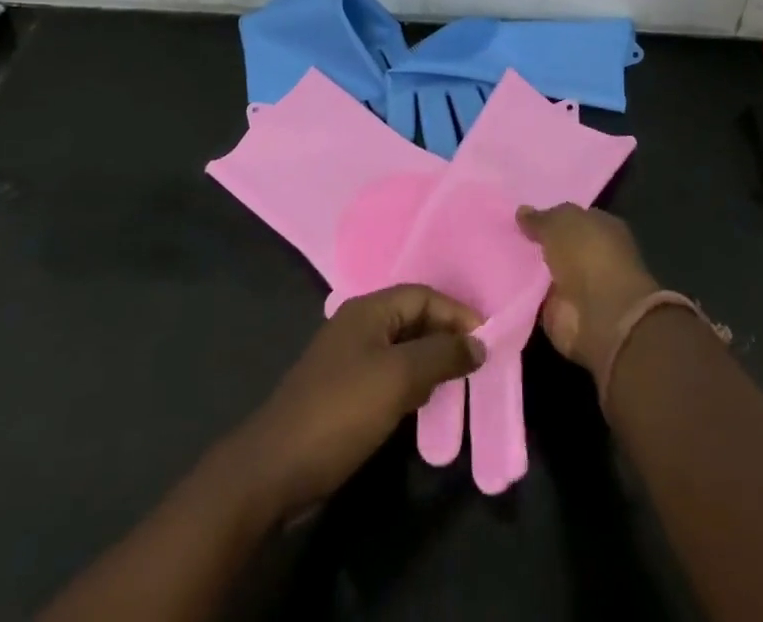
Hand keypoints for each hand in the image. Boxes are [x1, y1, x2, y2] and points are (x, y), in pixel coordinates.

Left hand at [235, 285, 484, 516]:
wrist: (275, 467)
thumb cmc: (341, 411)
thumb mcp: (397, 378)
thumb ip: (440, 355)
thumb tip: (478, 343)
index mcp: (367, 310)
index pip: (422, 295)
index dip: (456, 312)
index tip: (487, 338)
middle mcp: (357, 324)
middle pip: (411, 317)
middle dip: (445, 335)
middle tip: (478, 360)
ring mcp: (347, 357)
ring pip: (400, 346)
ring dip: (430, 359)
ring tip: (459, 381)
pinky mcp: (342, 390)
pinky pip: (387, 372)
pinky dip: (411, 380)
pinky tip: (425, 401)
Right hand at [517, 204, 661, 375]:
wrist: (600, 317)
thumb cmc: (588, 256)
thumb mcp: (560, 223)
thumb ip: (540, 218)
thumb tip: (522, 211)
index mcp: (602, 228)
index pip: (572, 217)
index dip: (549, 215)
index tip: (521, 214)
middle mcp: (592, 256)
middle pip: (558, 245)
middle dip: (535, 242)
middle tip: (503, 233)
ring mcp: (579, 288)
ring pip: (546, 272)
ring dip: (527, 269)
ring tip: (494, 255)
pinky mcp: (564, 315)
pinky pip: (537, 298)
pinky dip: (523, 294)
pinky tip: (500, 282)